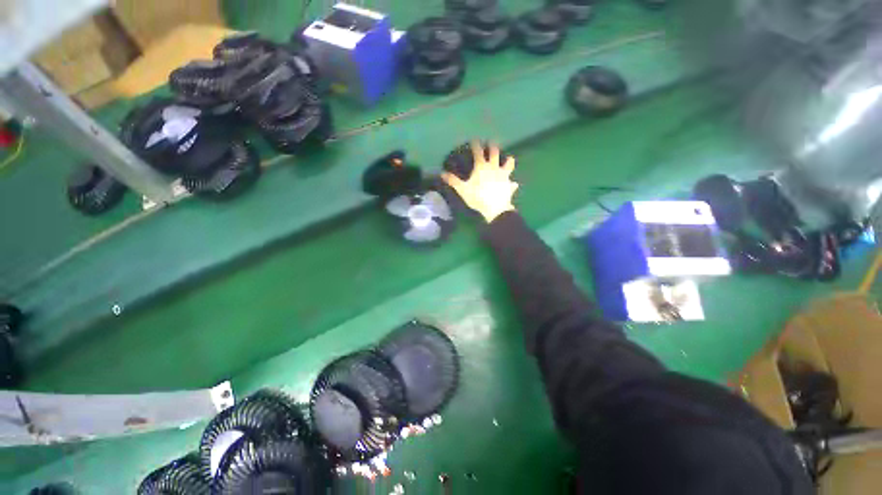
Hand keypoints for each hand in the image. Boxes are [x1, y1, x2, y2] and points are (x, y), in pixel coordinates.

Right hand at [442, 141, 518, 222]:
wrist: (495, 208)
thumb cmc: (477, 197)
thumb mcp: (463, 189)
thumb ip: (453, 181)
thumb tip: (442, 173)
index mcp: (482, 167)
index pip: (478, 152)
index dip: (476, 145)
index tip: (474, 140)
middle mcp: (494, 167)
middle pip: (495, 153)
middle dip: (492, 146)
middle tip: (491, 143)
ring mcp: (504, 176)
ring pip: (509, 164)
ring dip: (509, 161)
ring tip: (508, 159)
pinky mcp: (509, 186)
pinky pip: (512, 184)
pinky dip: (512, 184)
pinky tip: (513, 184)